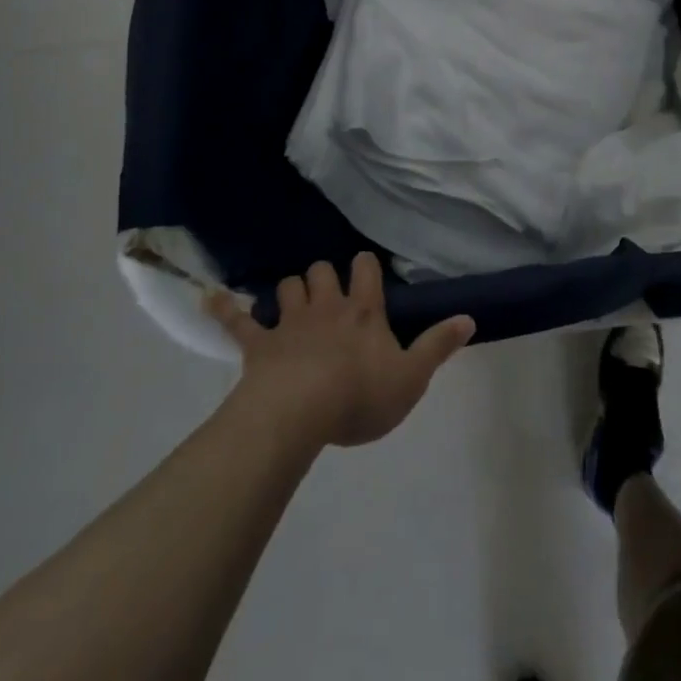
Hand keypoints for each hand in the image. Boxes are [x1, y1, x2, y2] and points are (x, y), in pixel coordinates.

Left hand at [208, 253, 474, 447]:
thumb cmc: (360, 395)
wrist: (299, 413)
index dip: (366, 267)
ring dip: (290, 290)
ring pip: (287, 287)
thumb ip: (439, 345)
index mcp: (363, 312)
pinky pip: (237, 321)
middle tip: (329, 293)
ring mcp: (289, 323)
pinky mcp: (259, 345)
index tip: (367, 271)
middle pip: (322, 270)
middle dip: (324, 275)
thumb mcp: (412, 377)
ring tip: (293, 300)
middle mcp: (326, 307)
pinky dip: (224, 309)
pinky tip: (211, 298)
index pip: (367, 270)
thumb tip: (469, 317)